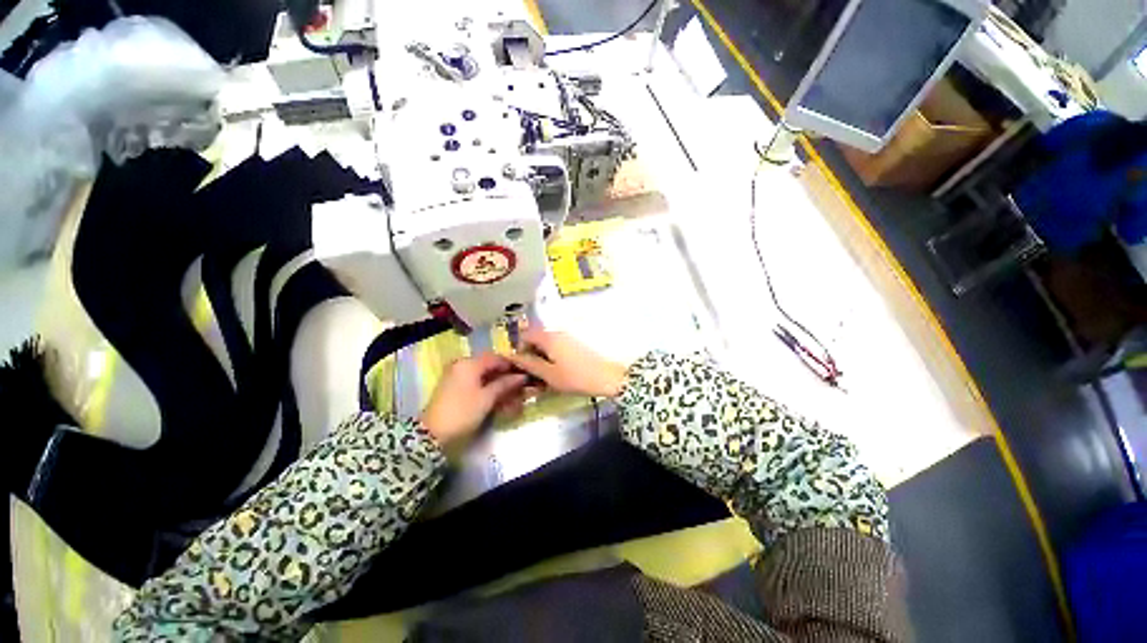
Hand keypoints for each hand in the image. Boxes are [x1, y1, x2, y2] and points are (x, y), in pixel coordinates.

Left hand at [420, 353, 527, 446]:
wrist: (433, 434)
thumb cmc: (463, 412)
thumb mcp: (487, 398)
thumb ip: (505, 384)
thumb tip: (522, 376)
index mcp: (469, 363)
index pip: (496, 358)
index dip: (512, 365)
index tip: (526, 374)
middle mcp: (462, 365)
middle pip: (489, 366)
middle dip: (506, 376)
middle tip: (521, 386)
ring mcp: (456, 376)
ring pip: (483, 375)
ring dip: (498, 384)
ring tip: (512, 395)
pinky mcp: (454, 387)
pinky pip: (475, 382)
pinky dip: (488, 388)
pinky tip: (499, 398)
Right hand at [506, 328, 627, 397]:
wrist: (608, 377)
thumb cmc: (576, 377)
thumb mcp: (549, 374)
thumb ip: (529, 364)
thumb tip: (511, 356)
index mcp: (548, 336)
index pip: (525, 335)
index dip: (519, 350)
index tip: (521, 367)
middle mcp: (557, 331)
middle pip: (536, 338)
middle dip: (531, 354)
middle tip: (532, 374)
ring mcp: (568, 336)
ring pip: (547, 343)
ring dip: (542, 357)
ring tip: (545, 375)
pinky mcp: (577, 343)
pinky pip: (558, 346)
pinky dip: (553, 357)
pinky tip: (558, 372)